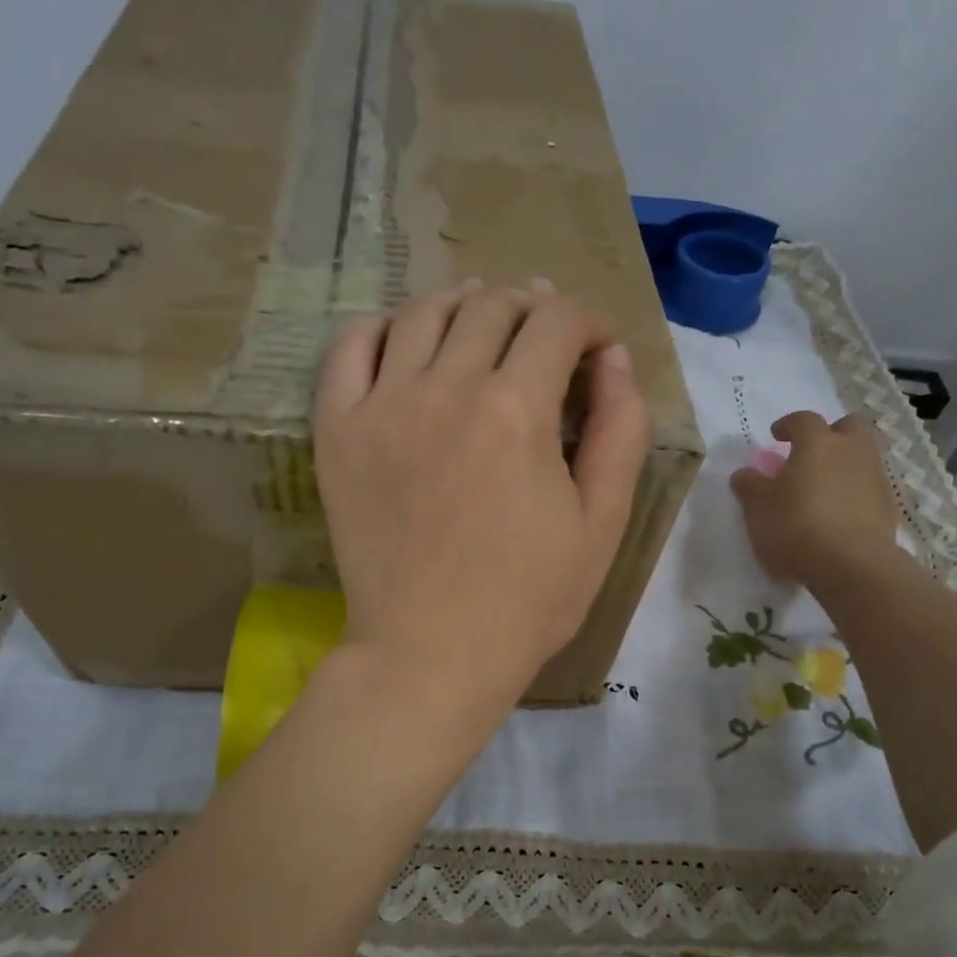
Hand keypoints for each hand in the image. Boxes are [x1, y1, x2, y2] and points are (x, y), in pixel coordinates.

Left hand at [314, 281, 651, 716]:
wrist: (430, 653)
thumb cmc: (528, 600)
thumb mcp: (602, 524)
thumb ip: (620, 432)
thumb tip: (615, 359)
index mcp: (517, 410)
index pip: (558, 322)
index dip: (588, 323)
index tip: (594, 352)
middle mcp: (446, 389)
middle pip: (491, 306)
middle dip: (531, 308)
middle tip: (544, 337)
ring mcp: (381, 406)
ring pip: (422, 313)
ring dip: (462, 304)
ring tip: (480, 323)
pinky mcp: (337, 432)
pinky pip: (348, 349)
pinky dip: (381, 329)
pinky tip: (404, 343)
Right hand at [730, 412, 901, 596]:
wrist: (851, 564)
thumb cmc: (795, 527)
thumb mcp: (758, 508)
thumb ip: (750, 486)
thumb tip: (744, 474)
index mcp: (817, 443)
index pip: (803, 420)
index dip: (788, 425)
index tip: (776, 435)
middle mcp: (851, 451)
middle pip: (849, 426)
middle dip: (831, 433)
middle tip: (811, 453)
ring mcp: (875, 477)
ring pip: (863, 455)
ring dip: (845, 463)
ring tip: (823, 487)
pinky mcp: (888, 505)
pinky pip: (869, 486)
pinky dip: (855, 491)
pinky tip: (839, 513)